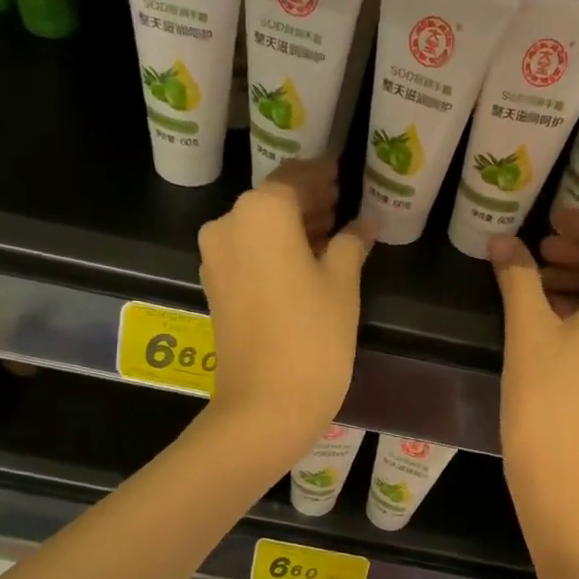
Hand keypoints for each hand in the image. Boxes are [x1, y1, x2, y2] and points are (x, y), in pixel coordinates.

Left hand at [198, 158, 371, 467]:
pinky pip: (248, 253)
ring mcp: (216, 258)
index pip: (296, 177)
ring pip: (258, 228)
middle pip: (273, 200)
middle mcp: (229, 224)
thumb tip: (363, 224)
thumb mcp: (342, 284)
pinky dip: (273, 250)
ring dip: (291, 227)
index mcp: (262, 211)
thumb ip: (351, 244)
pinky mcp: (215, 288)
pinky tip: (303, 262)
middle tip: (342, 204)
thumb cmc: (313, 337)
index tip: (342, 172)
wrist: (265, 405)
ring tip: (329, 234)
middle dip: (307, 201)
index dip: (322, 175)